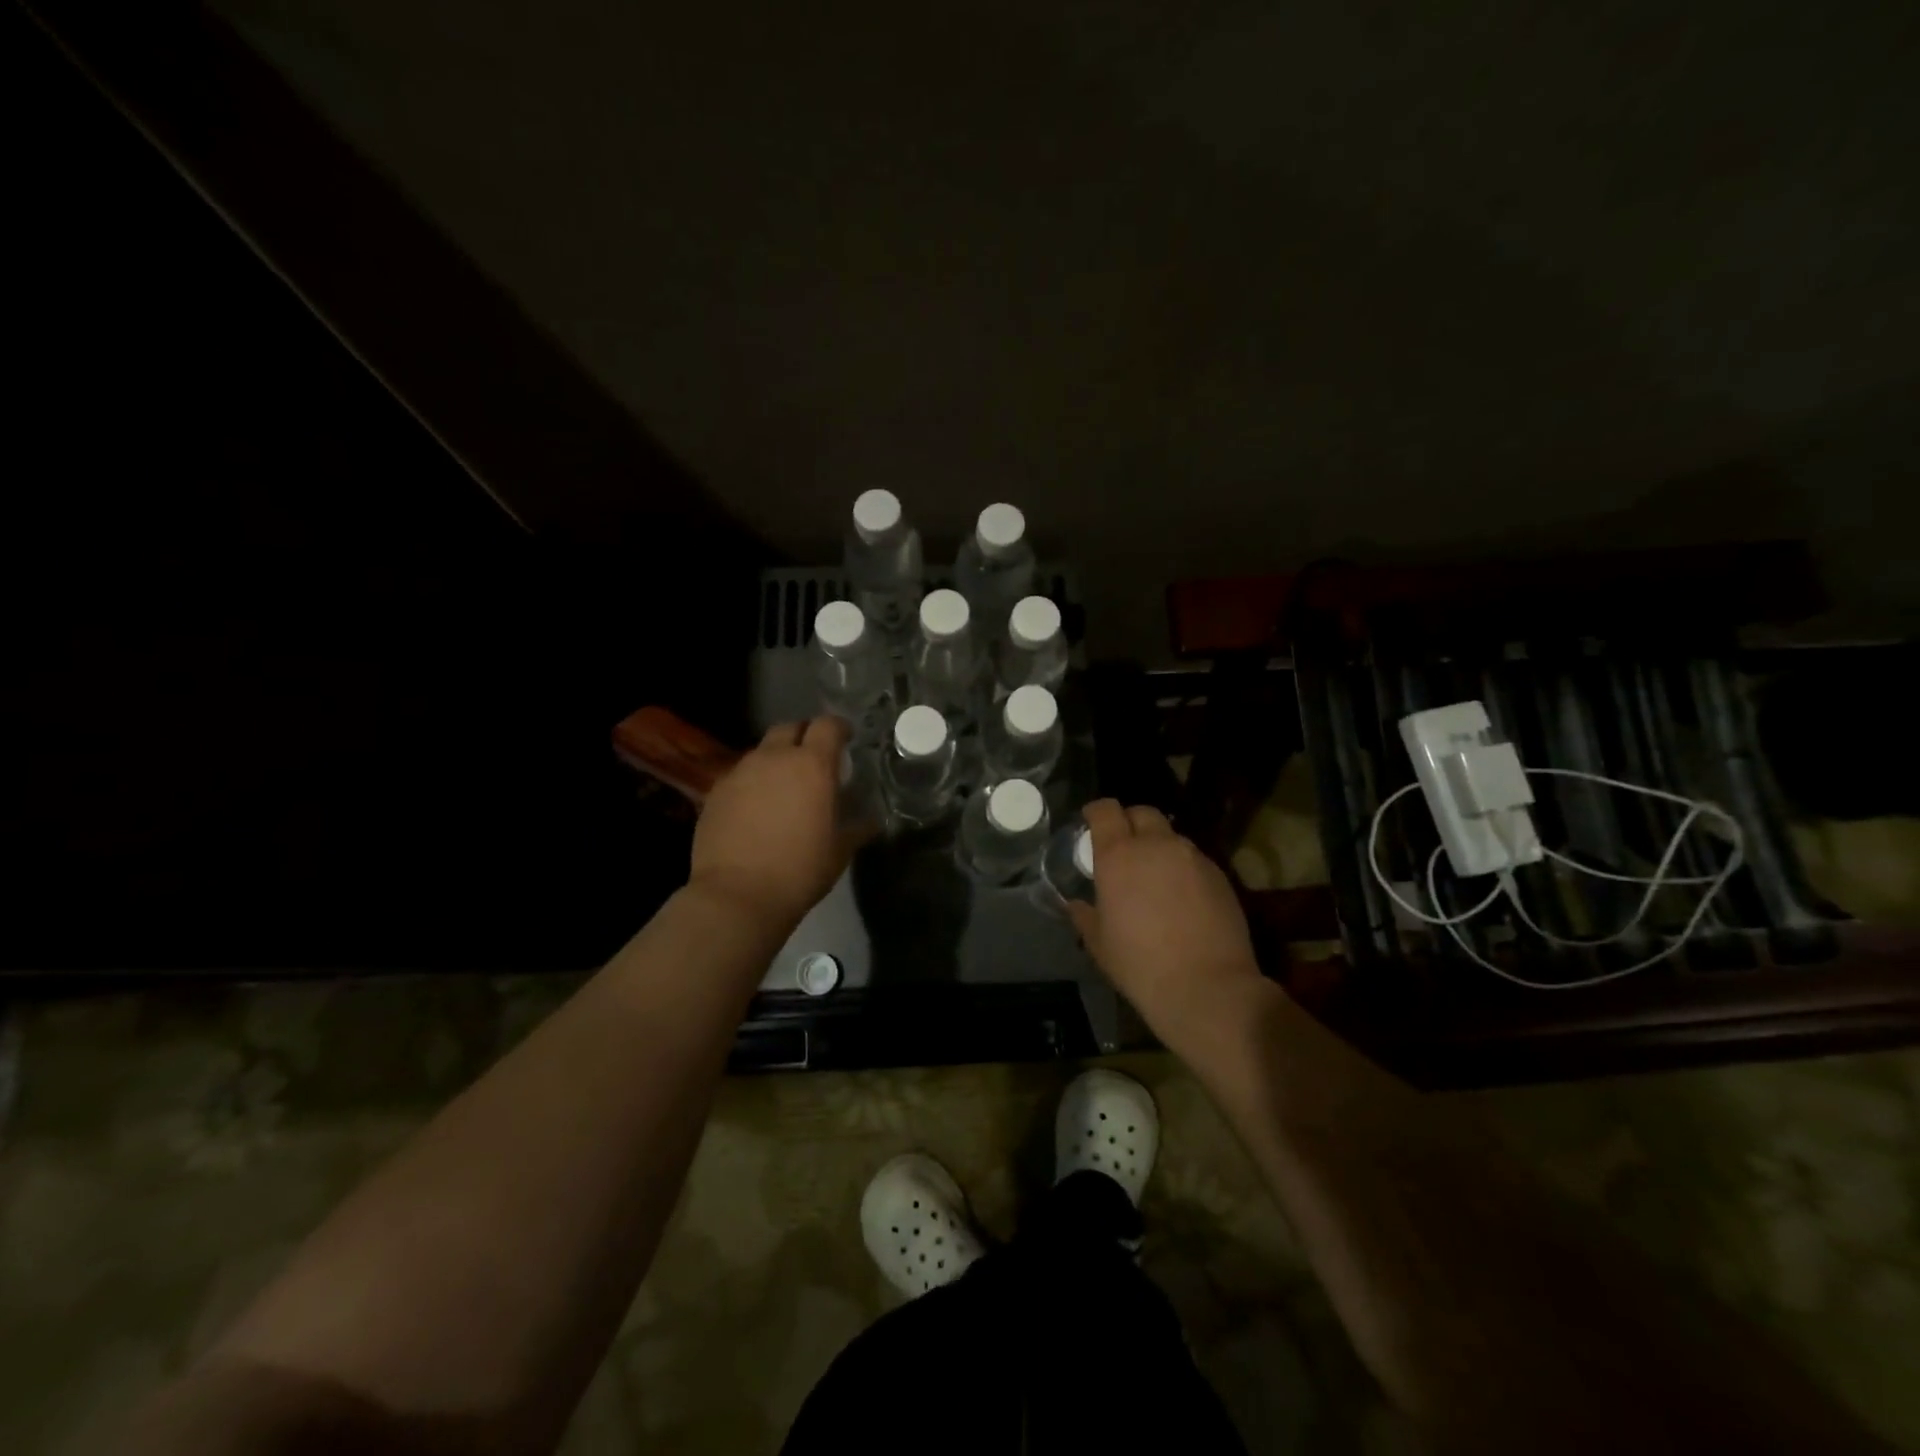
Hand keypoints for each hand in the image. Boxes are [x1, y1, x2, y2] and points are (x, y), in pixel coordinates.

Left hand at [689, 717, 859, 928]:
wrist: (736, 895)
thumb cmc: (799, 870)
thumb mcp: (840, 851)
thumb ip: (858, 827)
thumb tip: (873, 820)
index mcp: (812, 765)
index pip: (828, 725)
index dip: (839, 728)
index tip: (846, 739)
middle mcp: (774, 758)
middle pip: (790, 728)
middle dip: (804, 736)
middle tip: (813, 759)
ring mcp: (740, 772)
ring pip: (762, 752)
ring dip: (776, 760)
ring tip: (783, 787)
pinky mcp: (715, 791)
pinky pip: (740, 776)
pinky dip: (753, 783)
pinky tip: (756, 809)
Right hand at [1067, 800, 1265, 1048]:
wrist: (1207, 987)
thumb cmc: (1140, 964)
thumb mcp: (1099, 943)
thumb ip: (1085, 915)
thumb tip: (1076, 904)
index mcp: (1119, 855)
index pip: (1106, 810)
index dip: (1096, 811)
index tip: (1090, 822)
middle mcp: (1157, 845)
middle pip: (1142, 813)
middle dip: (1129, 822)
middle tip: (1123, 847)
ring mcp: (1193, 857)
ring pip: (1171, 836)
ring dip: (1158, 846)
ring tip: (1154, 874)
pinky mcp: (1219, 875)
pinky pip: (1193, 859)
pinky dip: (1181, 867)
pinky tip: (1180, 896)